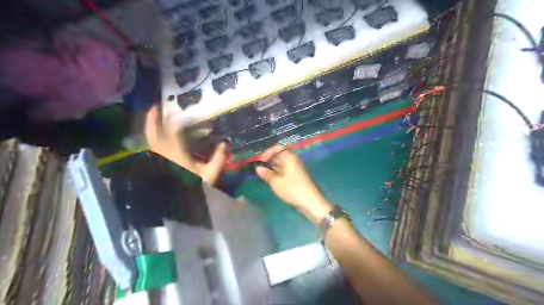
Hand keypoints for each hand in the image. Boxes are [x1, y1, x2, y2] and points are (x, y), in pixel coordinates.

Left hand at [144, 105, 227, 184]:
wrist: (174, 207)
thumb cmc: (192, 189)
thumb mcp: (209, 175)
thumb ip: (219, 159)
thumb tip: (226, 144)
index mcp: (176, 153)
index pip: (174, 130)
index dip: (177, 119)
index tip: (181, 111)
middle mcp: (162, 153)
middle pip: (153, 133)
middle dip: (153, 119)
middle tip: (154, 107)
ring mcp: (156, 160)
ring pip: (150, 141)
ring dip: (150, 129)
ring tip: (153, 121)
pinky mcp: (154, 167)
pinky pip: (151, 149)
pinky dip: (153, 142)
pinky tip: (158, 142)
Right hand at [256, 145, 336, 222]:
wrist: (310, 202)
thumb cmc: (292, 189)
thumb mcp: (276, 182)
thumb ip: (266, 174)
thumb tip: (258, 168)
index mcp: (289, 157)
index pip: (277, 148)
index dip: (267, 153)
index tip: (259, 162)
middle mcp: (293, 160)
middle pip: (279, 156)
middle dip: (268, 162)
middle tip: (259, 170)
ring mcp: (295, 168)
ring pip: (281, 164)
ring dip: (272, 169)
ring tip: (263, 176)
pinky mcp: (297, 176)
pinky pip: (285, 170)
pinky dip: (278, 173)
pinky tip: (272, 180)